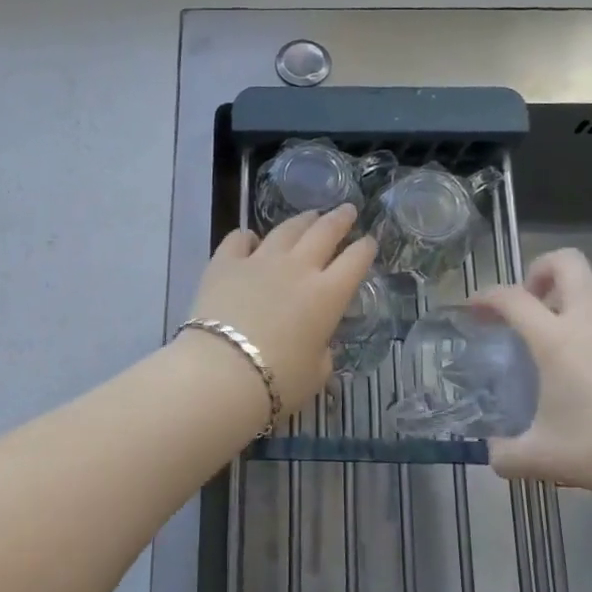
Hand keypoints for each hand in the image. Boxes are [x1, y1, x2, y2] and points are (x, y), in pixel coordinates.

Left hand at [184, 205, 375, 411]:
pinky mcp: (225, 263)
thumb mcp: (316, 373)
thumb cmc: (279, 381)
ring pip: (286, 229)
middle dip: (340, 219)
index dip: (365, 249)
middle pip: (325, 232)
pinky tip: (249, 238)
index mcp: (328, 295)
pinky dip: (247, 236)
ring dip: (302, 220)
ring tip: (310, 216)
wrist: (222, 372)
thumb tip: (318, 345)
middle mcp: (298, 268)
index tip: (369, 241)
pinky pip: (239, 239)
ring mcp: (260, 261)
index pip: (355, 261)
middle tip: (347, 210)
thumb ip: (322, 353)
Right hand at [472, 248, 591, 501]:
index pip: (511, 298)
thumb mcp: (544, 459)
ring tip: (564, 332)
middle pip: (566, 262)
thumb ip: (507, 455)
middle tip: (531, 301)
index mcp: (557, 339)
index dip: (486, 297)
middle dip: (541, 270)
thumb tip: (494, 455)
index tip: (475, 309)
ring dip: (574, 296)